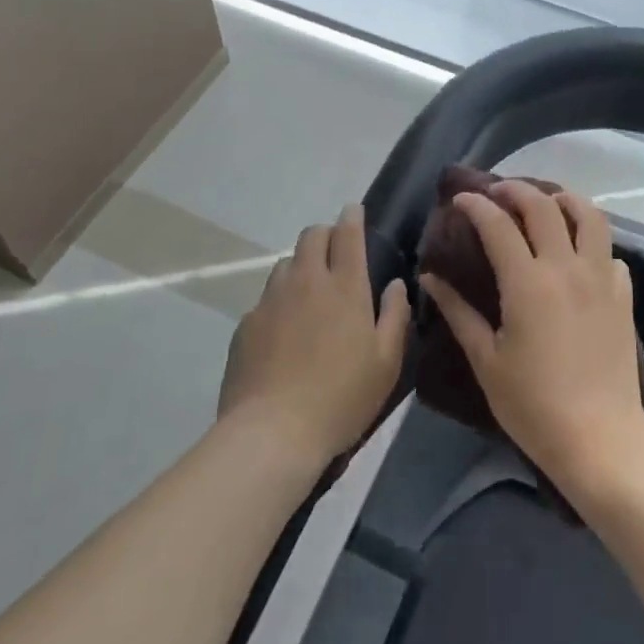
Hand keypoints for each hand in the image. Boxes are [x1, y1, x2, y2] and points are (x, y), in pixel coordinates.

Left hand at [219, 203, 410, 467]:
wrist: (272, 433)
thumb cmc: (341, 397)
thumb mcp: (386, 361)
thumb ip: (394, 315)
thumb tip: (396, 284)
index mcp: (345, 286)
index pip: (347, 233)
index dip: (352, 216)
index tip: (354, 210)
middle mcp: (306, 281)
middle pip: (311, 236)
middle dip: (325, 234)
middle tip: (336, 252)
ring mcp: (271, 300)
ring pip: (285, 264)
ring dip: (301, 267)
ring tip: (310, 293)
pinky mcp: (246, 324)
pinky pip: (266, 299)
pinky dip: (280, 302)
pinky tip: (285, 333)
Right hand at [422, 182, 643, 490]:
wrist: (600, 437)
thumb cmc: (533, 404)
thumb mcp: (486, 360)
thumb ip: (458, 312)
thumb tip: (430, 278)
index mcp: (528, 282)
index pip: (498, 225)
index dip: (476, 205)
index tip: (460, 199)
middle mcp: (566, 268)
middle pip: (544, 206)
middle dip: (516, 190)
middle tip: (497, 193)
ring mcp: (600, 278)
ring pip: (589, 216)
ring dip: (565, 200)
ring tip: (547, 203)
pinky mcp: (622, 295)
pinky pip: (610, 252)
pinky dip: (592, 241)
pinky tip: (579, 254)